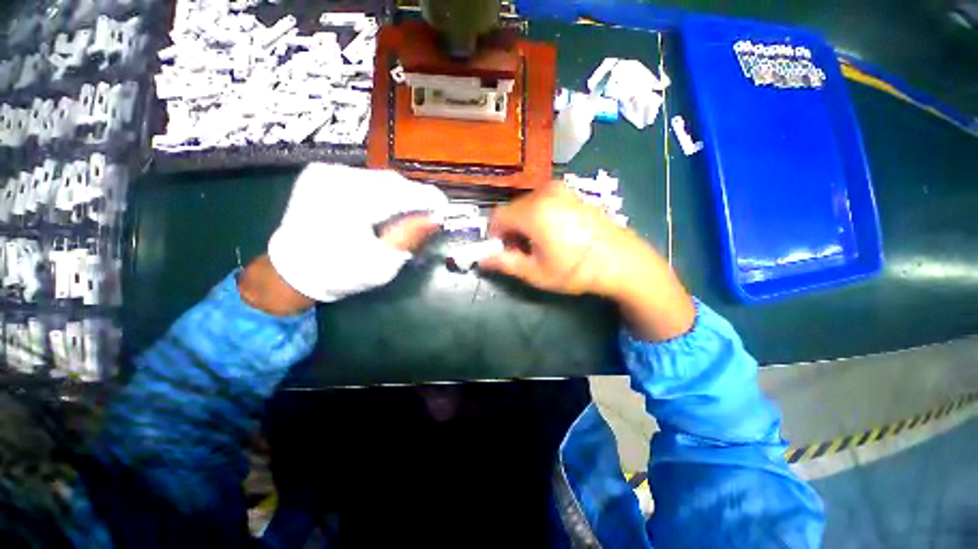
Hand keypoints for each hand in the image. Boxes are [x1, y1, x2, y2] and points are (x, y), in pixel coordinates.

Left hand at [267, 163, 447, 302]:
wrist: (292, 269)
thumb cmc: (340, 273)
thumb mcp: (381, 263)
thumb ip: (409, 237)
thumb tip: (436, 218)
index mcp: (349, 203)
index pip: (401, 194)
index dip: (428, 199)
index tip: (444, 209)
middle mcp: (336, 179)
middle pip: (392, 182)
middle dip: (414, 198)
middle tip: (425, 216)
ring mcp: (325, 172)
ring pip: (379, 178)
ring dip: (398, 195)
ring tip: (404, 214)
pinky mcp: (321, 173)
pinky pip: (364, 178)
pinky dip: (380, 191)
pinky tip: (382, 207)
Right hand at [481, 183, 694, 340]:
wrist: (621, 260)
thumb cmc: (575, 270)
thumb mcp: (536, 272)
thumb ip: (505, 263)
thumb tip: (482, 259)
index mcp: (533, 211)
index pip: (496, 217)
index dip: (495, 236)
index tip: (505, 251)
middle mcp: (544, 193)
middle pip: (512, 209)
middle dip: (511, 230)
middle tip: (524, 251)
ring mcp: (561, 190)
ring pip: (527, 205)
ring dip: (525, 223)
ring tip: (541, 244)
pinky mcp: (572, 193)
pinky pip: (544, 202)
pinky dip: (539, 216)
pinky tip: (555, 234)